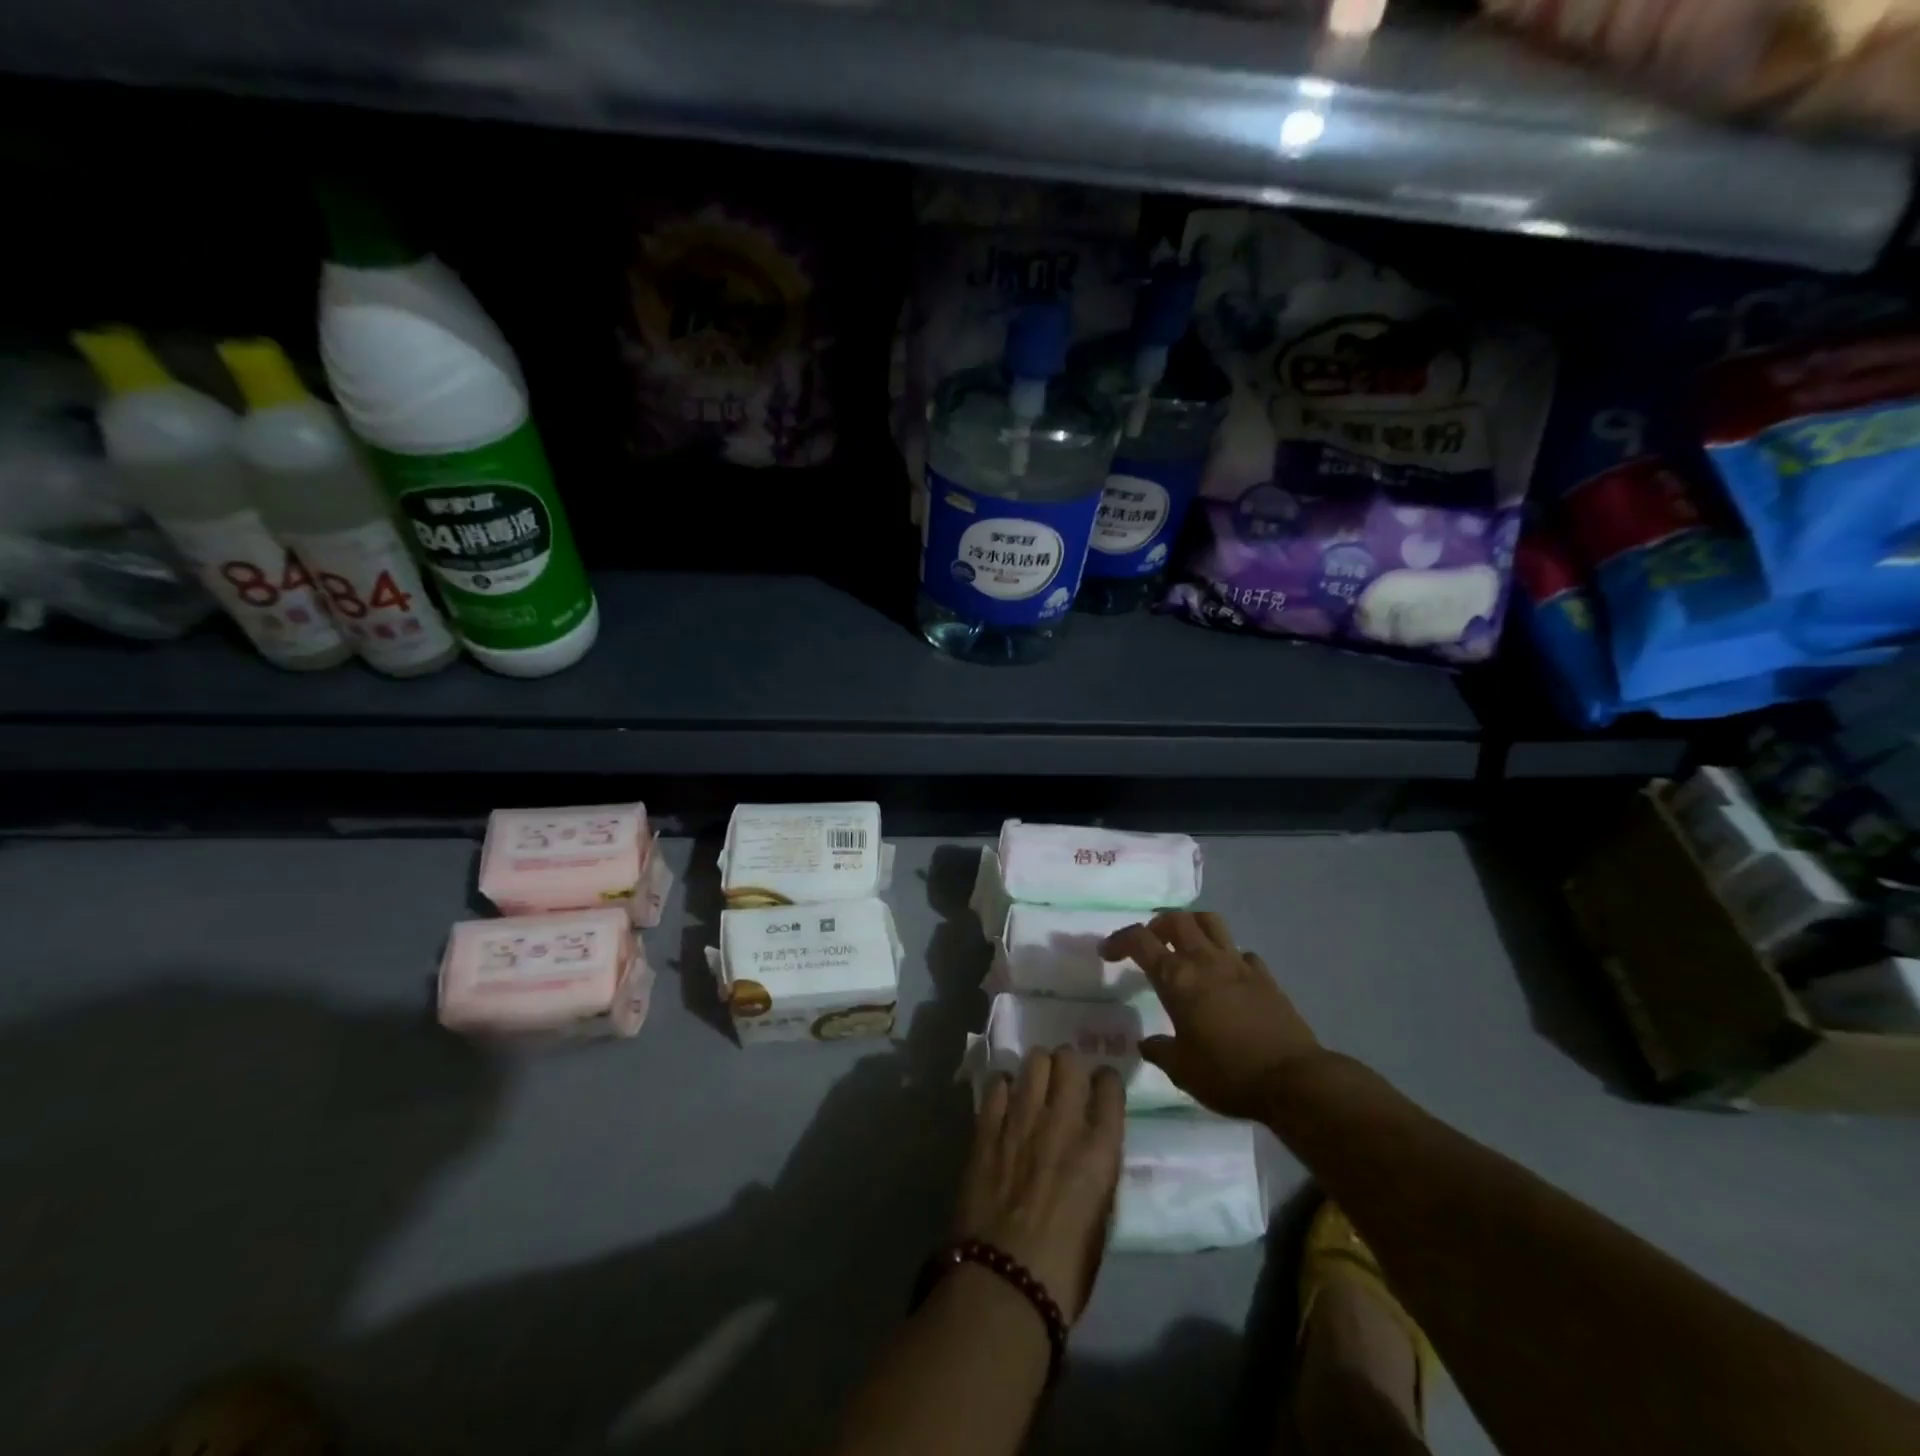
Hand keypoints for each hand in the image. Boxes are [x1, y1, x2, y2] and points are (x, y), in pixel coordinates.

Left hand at [952, 1048, 1123, 1321]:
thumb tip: (1087, 1155)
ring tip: (1034, 1083)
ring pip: (1033, 1062)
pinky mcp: (986, 1128)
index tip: (1100, 1087)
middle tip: (1064, 1079)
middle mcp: (1063, 1122)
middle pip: (1068, 1060)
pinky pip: (997, 1085)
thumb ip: (1095, 1174)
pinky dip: (1003, 1086)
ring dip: (1037, 1069)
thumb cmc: (1065, 1272)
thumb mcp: (1100, 1220)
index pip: (1110, 1086)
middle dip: (1068, 1064)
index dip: (1105, 1081)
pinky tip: (1004, 1099)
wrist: (1005, 1283)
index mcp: (1100, 1149)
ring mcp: (1021, 1120)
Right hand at [1102, 910, 1322, 1121]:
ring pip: (1210, 922)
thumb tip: (1146, 1043)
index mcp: (1177, 978)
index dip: (1119, 940)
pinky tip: (1226, 975)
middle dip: (1156, 925)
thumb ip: (1159, 1051)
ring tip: (1184, 943)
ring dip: (1191, 925)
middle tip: (1149, 943)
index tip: (1107, 952)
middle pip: (1176, 920)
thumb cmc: (1228, 1074)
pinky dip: (1227, 955)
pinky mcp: (1264, 976)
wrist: (1293, 1080)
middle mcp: (1205, 961)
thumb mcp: (1182, 1070)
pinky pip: (1241, 952)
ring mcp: (1238, 964)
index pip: (1140, 941)